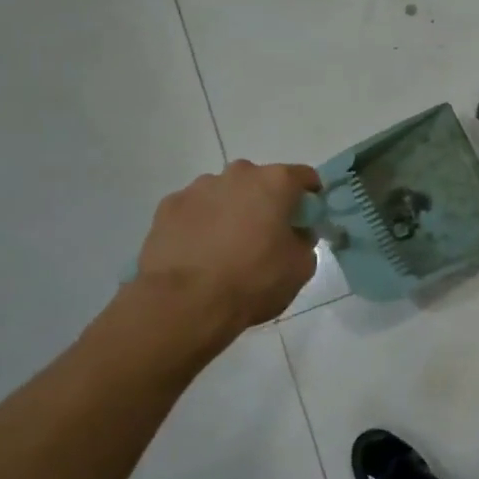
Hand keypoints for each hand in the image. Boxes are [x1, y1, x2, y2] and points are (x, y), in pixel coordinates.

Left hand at [135, 161, 320, 343]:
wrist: (184, 304)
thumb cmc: (253, 281)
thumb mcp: (301, 266)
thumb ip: (304, 240)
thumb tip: (294, 234)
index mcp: (275, 182)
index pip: (304, 176)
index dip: (310, 197)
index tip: (307, 219)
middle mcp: (237, 174)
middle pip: (261, 182)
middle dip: (267, 202)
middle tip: (267, 236)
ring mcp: (198, 188)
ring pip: (225, 193)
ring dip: (232, 211)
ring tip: (228, 248)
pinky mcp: (167, 207)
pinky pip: (195, 210)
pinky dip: (201, 224)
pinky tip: (200, 253)